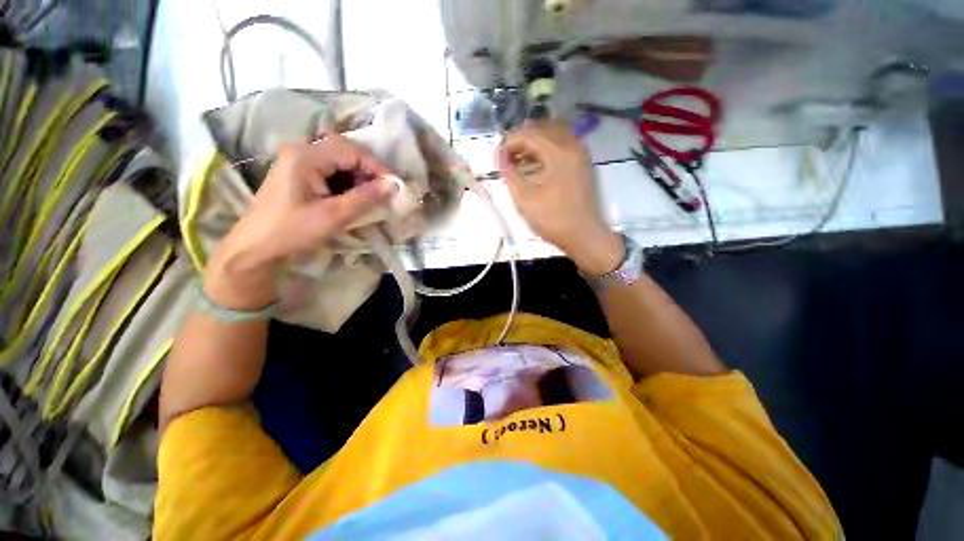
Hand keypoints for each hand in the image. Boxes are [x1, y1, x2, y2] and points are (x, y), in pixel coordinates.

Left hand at [205, 134, 396, 309]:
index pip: (351, 151)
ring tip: (373, 196)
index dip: (377, 166)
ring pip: (339, 161)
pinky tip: (355, 197)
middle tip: (386, 190)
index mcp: (305, 156)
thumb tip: (393, 185)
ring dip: (359, 177)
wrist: (256, 248)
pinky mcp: (299, 174)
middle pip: (345, 151)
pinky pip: (331, 171)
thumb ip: (365, 198)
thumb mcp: (334, 216)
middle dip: (369, 170)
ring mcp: (298, 162)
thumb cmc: (292, 231)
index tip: (395, 186)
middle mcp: (301, 151)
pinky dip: (348, 182)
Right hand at [499, 120, 622, 275]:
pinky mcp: (582, 164)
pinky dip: (547, 149)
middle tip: (507, 157)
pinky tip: (536, 165)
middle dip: (521, 140)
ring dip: (534, 143)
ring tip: (519, 160)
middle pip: (542, 128)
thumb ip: (509, 174)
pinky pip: (563, 145)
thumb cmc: (553, 219)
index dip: (508, 143)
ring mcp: (580, 154)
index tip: (497, 158)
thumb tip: (500, 158)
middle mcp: (572, 145)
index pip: (528, 134)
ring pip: (554, 135)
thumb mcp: (524, 198)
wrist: (584, 236)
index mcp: (558, 151)